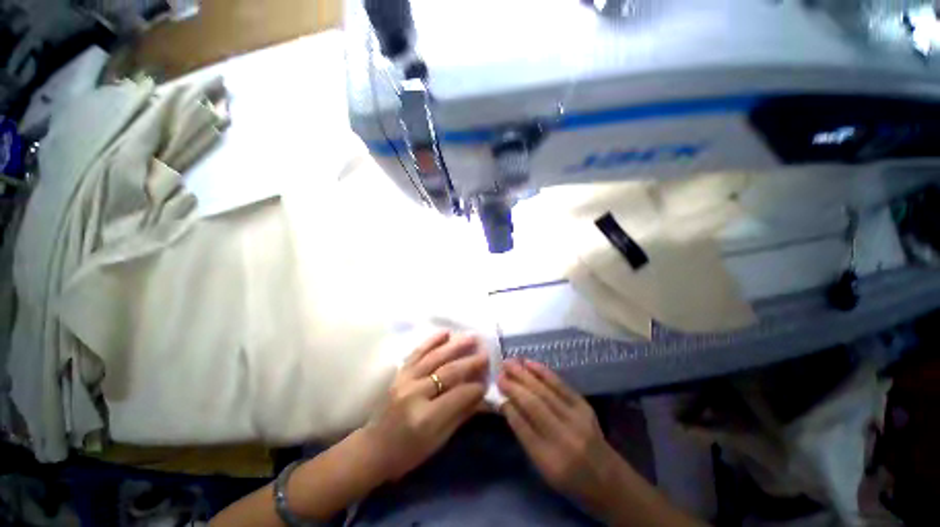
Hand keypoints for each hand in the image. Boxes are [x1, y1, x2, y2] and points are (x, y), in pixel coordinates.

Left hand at [363, 331, 487, 481]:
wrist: (373, 448)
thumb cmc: (407, 453)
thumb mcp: (438, 442)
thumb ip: (460, 415)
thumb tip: (481, 395)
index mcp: (425, 418)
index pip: (457, 395)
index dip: (475, 387)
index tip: (487, 380)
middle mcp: (415, 394)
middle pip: (448, 372)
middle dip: (470, 362)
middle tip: (485, 353)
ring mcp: (405, 380)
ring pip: (434, 358)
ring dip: (455, 346)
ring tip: (471, 337)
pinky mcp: (399, 373)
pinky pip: (417, 353)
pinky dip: (431, 341)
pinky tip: (445, 333)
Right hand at [499, 359, 620, 509]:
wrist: (609, 480)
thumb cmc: (571, 480)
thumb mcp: (543, 469)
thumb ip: (525, 437)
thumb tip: (508, 405)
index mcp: (550, 460)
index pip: (522, 427)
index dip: (508, 406)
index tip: (497, 391)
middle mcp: (564, 437)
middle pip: (533, 405)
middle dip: (514, 386)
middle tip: (500, 373)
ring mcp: (577, 419)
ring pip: (545, 391)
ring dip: (524, 374)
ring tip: (510, 363)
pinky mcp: (584, 406)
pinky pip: (560, 385)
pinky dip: (543, 372)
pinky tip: (530, 363)